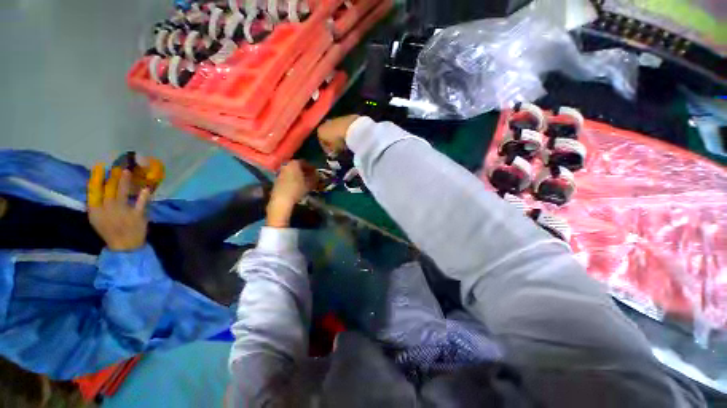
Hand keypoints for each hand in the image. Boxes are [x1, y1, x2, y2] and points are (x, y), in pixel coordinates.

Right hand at [88, 165, 151, 250]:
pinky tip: (146, 188)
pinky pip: (141, 204)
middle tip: (117, 165)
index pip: (93, 191)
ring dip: (125, 182)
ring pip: (122, 194)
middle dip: (112, 177)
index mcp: (95, 211)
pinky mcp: (137, 216)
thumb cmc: (110, 230)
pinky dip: (144, 197)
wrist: (124, 246)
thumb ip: (97, 204)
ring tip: (128, 171)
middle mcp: (107, 210)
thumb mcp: (97, 219)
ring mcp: (123, 212)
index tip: (99, 166)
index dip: (96, 178)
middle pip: (109, 190)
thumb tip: (99, 186)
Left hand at [267, 160, 317, 227]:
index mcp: (294, 163)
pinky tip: (297, 185)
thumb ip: (314, 178)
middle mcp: (286, 165)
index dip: (311, 167)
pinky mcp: (277, 179)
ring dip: (299, 175)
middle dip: (305, 171)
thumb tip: (317, 175)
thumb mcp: (309, 184)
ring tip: (305, 181)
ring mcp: (280, 172)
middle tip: (311, 176)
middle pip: (297, 166)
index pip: (305, 162)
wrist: (282, 199)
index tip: (316, 172)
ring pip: (292, 171)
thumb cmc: (297, 189)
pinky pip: (287, 176)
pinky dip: (293, 179)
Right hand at [317, 115, 359, 154]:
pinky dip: (343, 131)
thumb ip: (333, 152)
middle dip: (332, 141)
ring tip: (344, 143)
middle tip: (338, 148)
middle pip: (327, 134)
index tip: (332, 154)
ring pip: (334, 130)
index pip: (322, 142)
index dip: (327, 149)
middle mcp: (325, 124)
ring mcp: (334, 119)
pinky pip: (341, 127)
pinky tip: (348, 136)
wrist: (351, 127)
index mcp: (320, 131)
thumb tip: (333, 154)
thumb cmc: (339, 140)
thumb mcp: (335, 149)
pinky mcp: (343, 117)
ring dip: (338, 136)